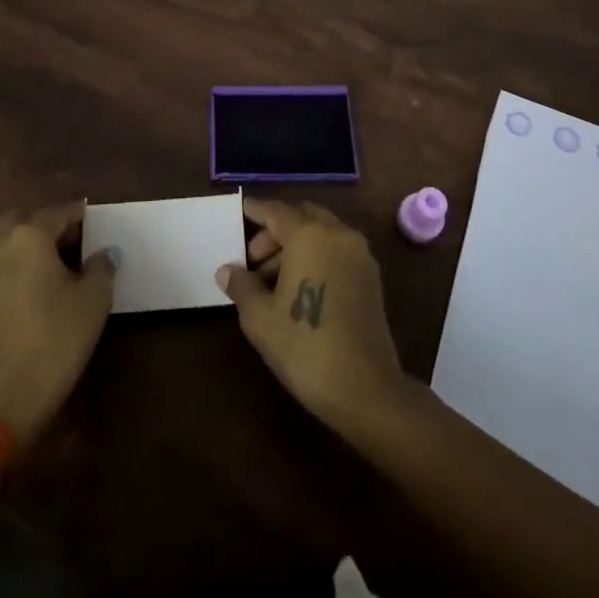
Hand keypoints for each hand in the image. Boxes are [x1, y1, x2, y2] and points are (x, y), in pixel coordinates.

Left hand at [0, 204, 114, 444]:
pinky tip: (28, 295)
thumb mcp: (93, 302)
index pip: (58, 212)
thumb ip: (102, 268)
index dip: (78, 215)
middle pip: (21, 221)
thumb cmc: (53, 341)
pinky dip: (10, 272)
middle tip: (69, 243)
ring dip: (23, 248)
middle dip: (44, 226)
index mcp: (28, 236)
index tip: (93, 221)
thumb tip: (104, 253)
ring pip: (2, 245)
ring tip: (50, 270)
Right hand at [217, 199, 407, 429]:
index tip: (241, 209)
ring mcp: (359, 253)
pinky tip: (300, 287)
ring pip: (321, 232)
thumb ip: (242, 285)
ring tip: (272, 281)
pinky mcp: (371, 276)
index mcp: (308, 234)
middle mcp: (337, 233)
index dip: (255, 210)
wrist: (365, 388)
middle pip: (301, 216)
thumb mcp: (260, 318)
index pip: (275, 211)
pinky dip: (317, 255)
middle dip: (275, 231)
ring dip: (296, 244)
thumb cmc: (304, 347)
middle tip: (253, 261)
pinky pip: (337, 249)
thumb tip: (227, 270)